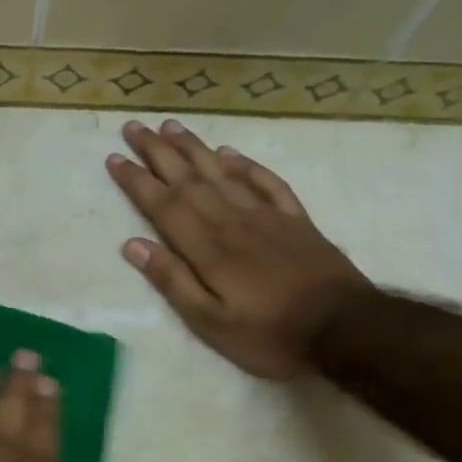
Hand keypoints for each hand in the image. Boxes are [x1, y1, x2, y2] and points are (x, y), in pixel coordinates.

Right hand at [107, 118, 370, 379]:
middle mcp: (233, 222)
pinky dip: (246, 165)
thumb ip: (173, 281)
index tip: (114, 158)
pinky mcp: (296, 221)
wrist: (346, 329)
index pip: (164, 205)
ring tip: (171, 127)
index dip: (137, 181)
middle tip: (134, 127)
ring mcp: (267, 218)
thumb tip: (133, 245)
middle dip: (158, 153)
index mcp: (208, 249)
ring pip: (223, 174)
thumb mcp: (211, 323)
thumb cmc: (270, 335)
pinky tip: (230, 153)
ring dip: (194, 149)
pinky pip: (267, 183)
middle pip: (189, 180)